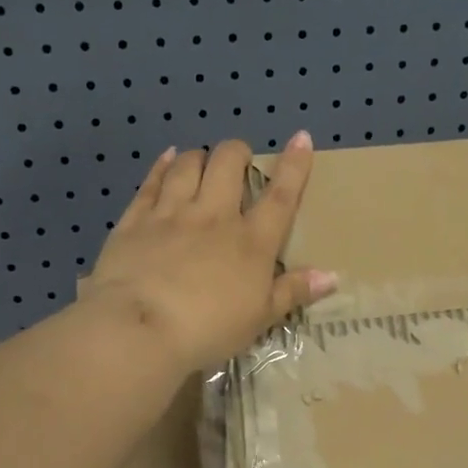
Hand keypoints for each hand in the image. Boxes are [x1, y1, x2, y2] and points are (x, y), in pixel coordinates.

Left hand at [85, 132, 336, 372]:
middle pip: (228, 164)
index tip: (300, 138)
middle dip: (237, 152)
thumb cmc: (208, 330)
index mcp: (251, 242)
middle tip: (238, 160)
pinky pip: (151, 182)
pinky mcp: (135, 220)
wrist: (140, 329)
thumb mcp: (259, 319)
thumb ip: (293, 292)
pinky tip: (167, 158)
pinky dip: (162, 166)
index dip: (294, 165)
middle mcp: (213, 216)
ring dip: (199, 157)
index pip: (280, 197)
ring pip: (188, 165)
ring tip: (202, 161)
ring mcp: (171, 214)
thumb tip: (332, 276)